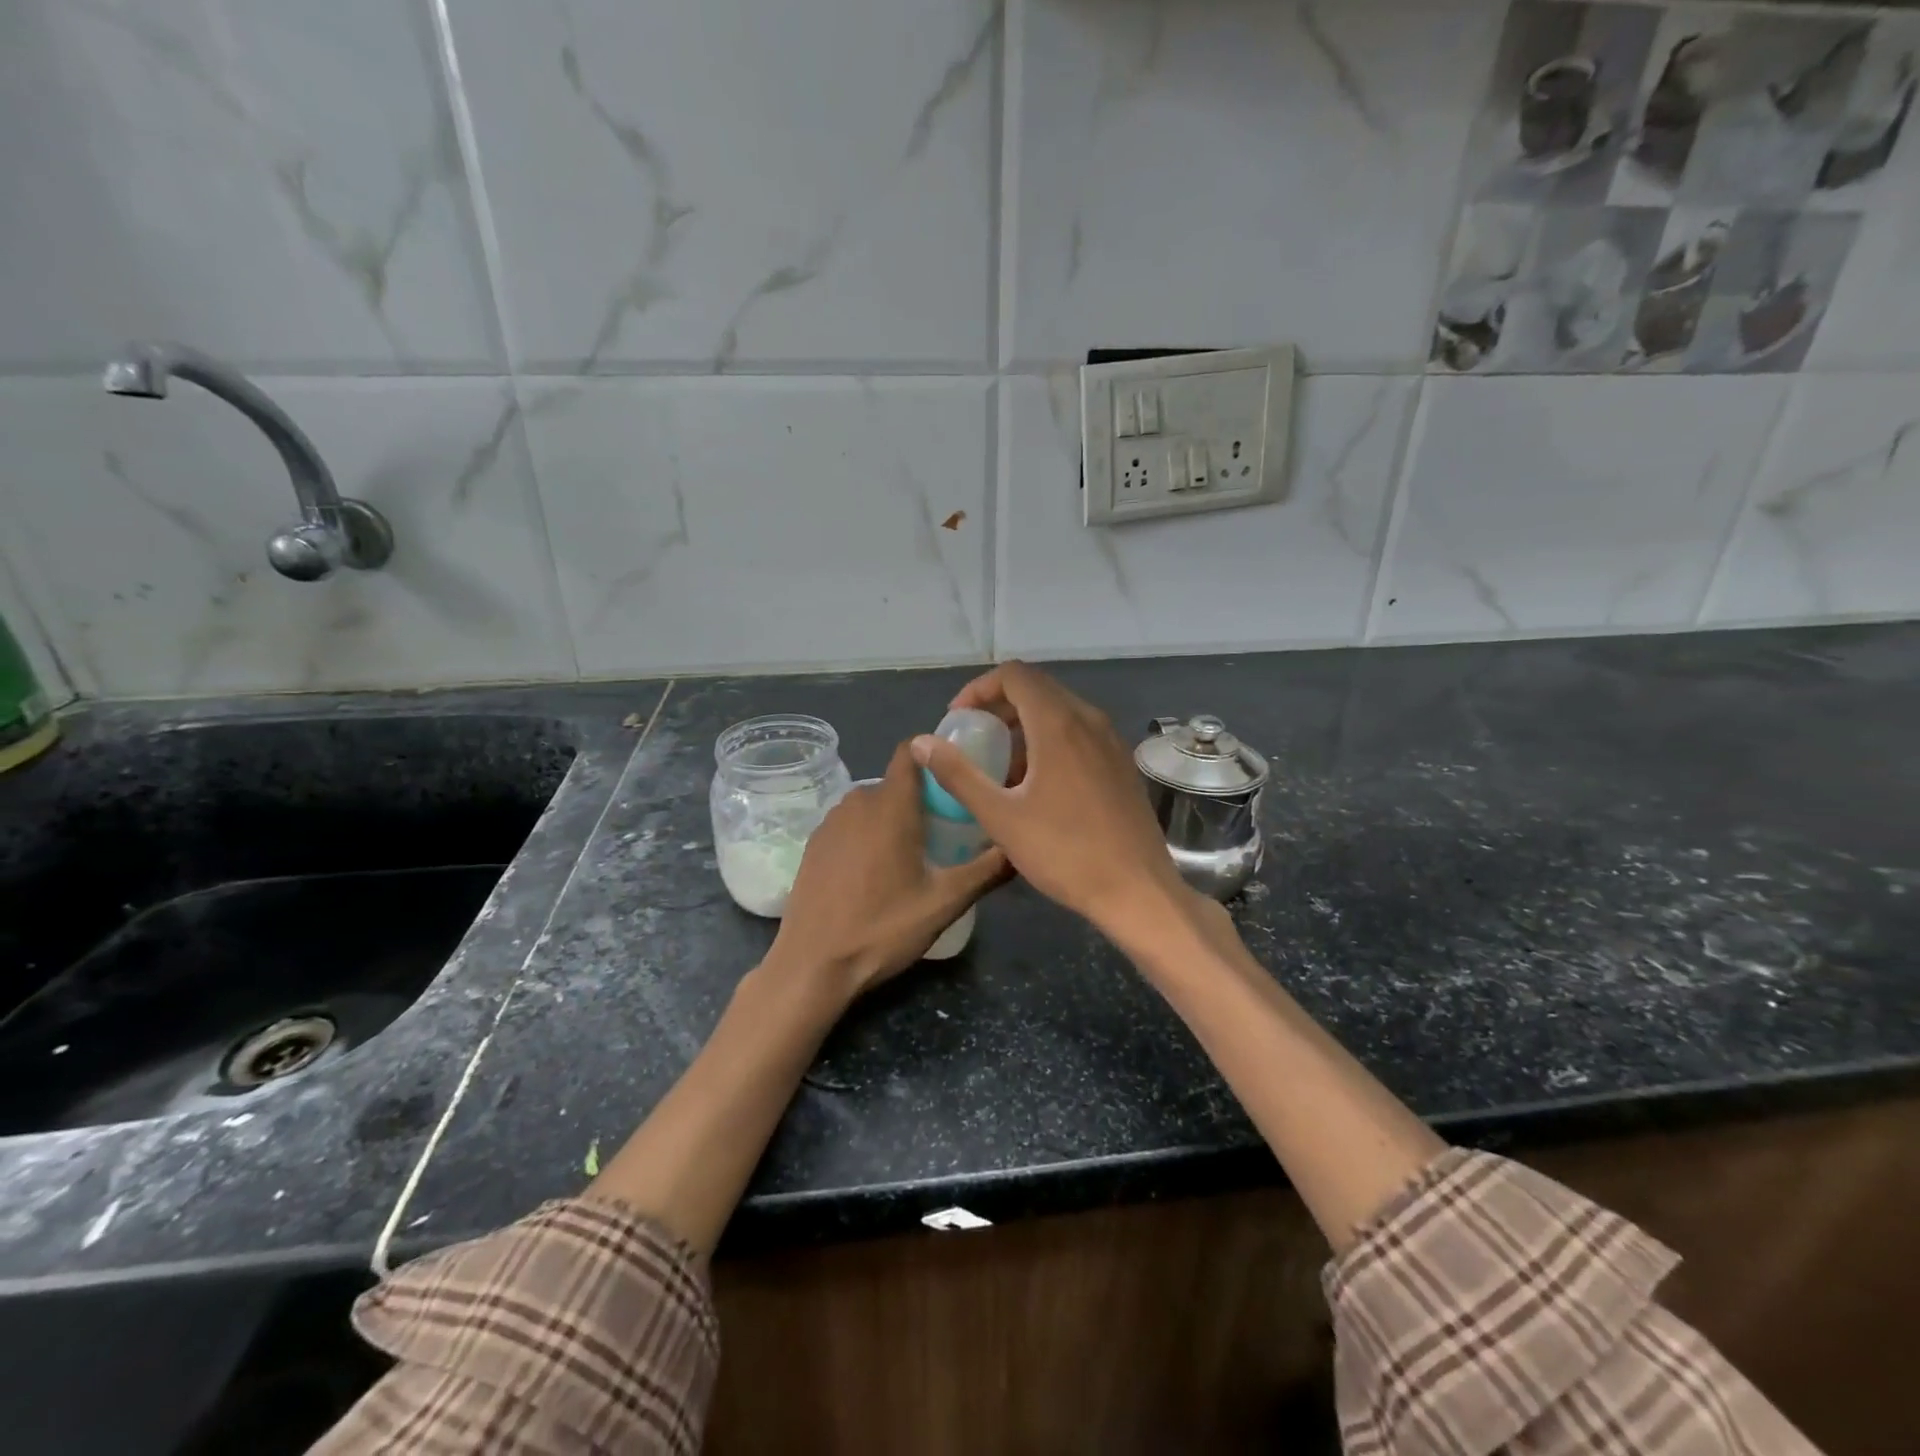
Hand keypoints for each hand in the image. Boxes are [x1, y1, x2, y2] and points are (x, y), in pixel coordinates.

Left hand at [767, 741, 1008, 1004]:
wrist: (812, 965)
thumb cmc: (881, 929)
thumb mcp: (944, 904)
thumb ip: (986, 871)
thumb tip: (1019, 849)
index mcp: (890, 806)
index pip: (911, 752)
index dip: (935, 754)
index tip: (958, 775)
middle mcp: (857, 802)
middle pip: (897, 783)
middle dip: (923, 798)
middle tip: (948, 830)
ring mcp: (830, 822)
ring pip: (873, 804)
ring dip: (895, 818)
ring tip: (916, 854)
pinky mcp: (813, 844)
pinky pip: (851, 824)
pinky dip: (869, 834)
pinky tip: (877, 873)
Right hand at [910, 661, 1193, 943]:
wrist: (1137, 890)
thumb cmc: (1065, 852)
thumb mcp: (1001, 816)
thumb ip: (958, 774)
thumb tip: (922, 743)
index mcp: (1059, 724)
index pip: (1014, 675)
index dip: (979, 689)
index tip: (958, 720)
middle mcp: (1089, 720)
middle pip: (1037, 689)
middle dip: (999, 706)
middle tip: (974, 739)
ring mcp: (1111, 741)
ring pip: (1060, 711)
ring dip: (1024, 725)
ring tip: (1000, 765)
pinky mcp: (1121, 763)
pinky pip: (1079, 733)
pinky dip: (1050, 740)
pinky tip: (1037, 784)